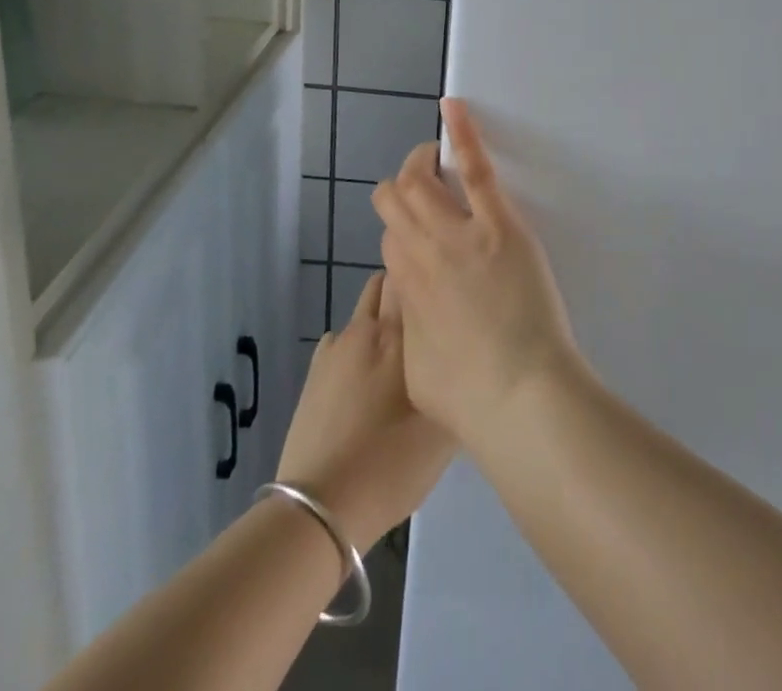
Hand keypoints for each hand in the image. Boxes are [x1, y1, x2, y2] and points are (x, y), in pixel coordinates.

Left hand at [276, 272, 453, 551]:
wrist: (320, 508)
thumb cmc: (391, 464)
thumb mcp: (445, 429)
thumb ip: (459, 381)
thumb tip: (468, 358)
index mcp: (399, 333)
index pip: (412, 274)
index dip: (430, 273)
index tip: (449, 284)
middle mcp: (366, 328)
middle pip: (385, 283)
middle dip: (406, 287)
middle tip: (428, 312)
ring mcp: (335, 349)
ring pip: (364, 310)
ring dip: (382, 315)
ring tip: (401, 345)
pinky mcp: (314, 373)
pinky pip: (342, 340)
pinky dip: (357, 344)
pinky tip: (367, 375)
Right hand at [372, 99, 585, 448]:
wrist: (518, 397)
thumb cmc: (471, 400)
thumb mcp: (418, 372)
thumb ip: (411, 331)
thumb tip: (413, 313)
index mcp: (404, 290)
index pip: (389, 238)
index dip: (401, 231)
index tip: (420, 232)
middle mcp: (421, 253)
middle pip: (395, 202)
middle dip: (401, 188)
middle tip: (422, 184)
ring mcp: (458, 234)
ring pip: (421, 182)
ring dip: (421, 162)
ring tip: (430, 152)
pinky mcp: (498, 224)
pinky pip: (474, 168)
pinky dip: (461, 134)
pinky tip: (451, 107)